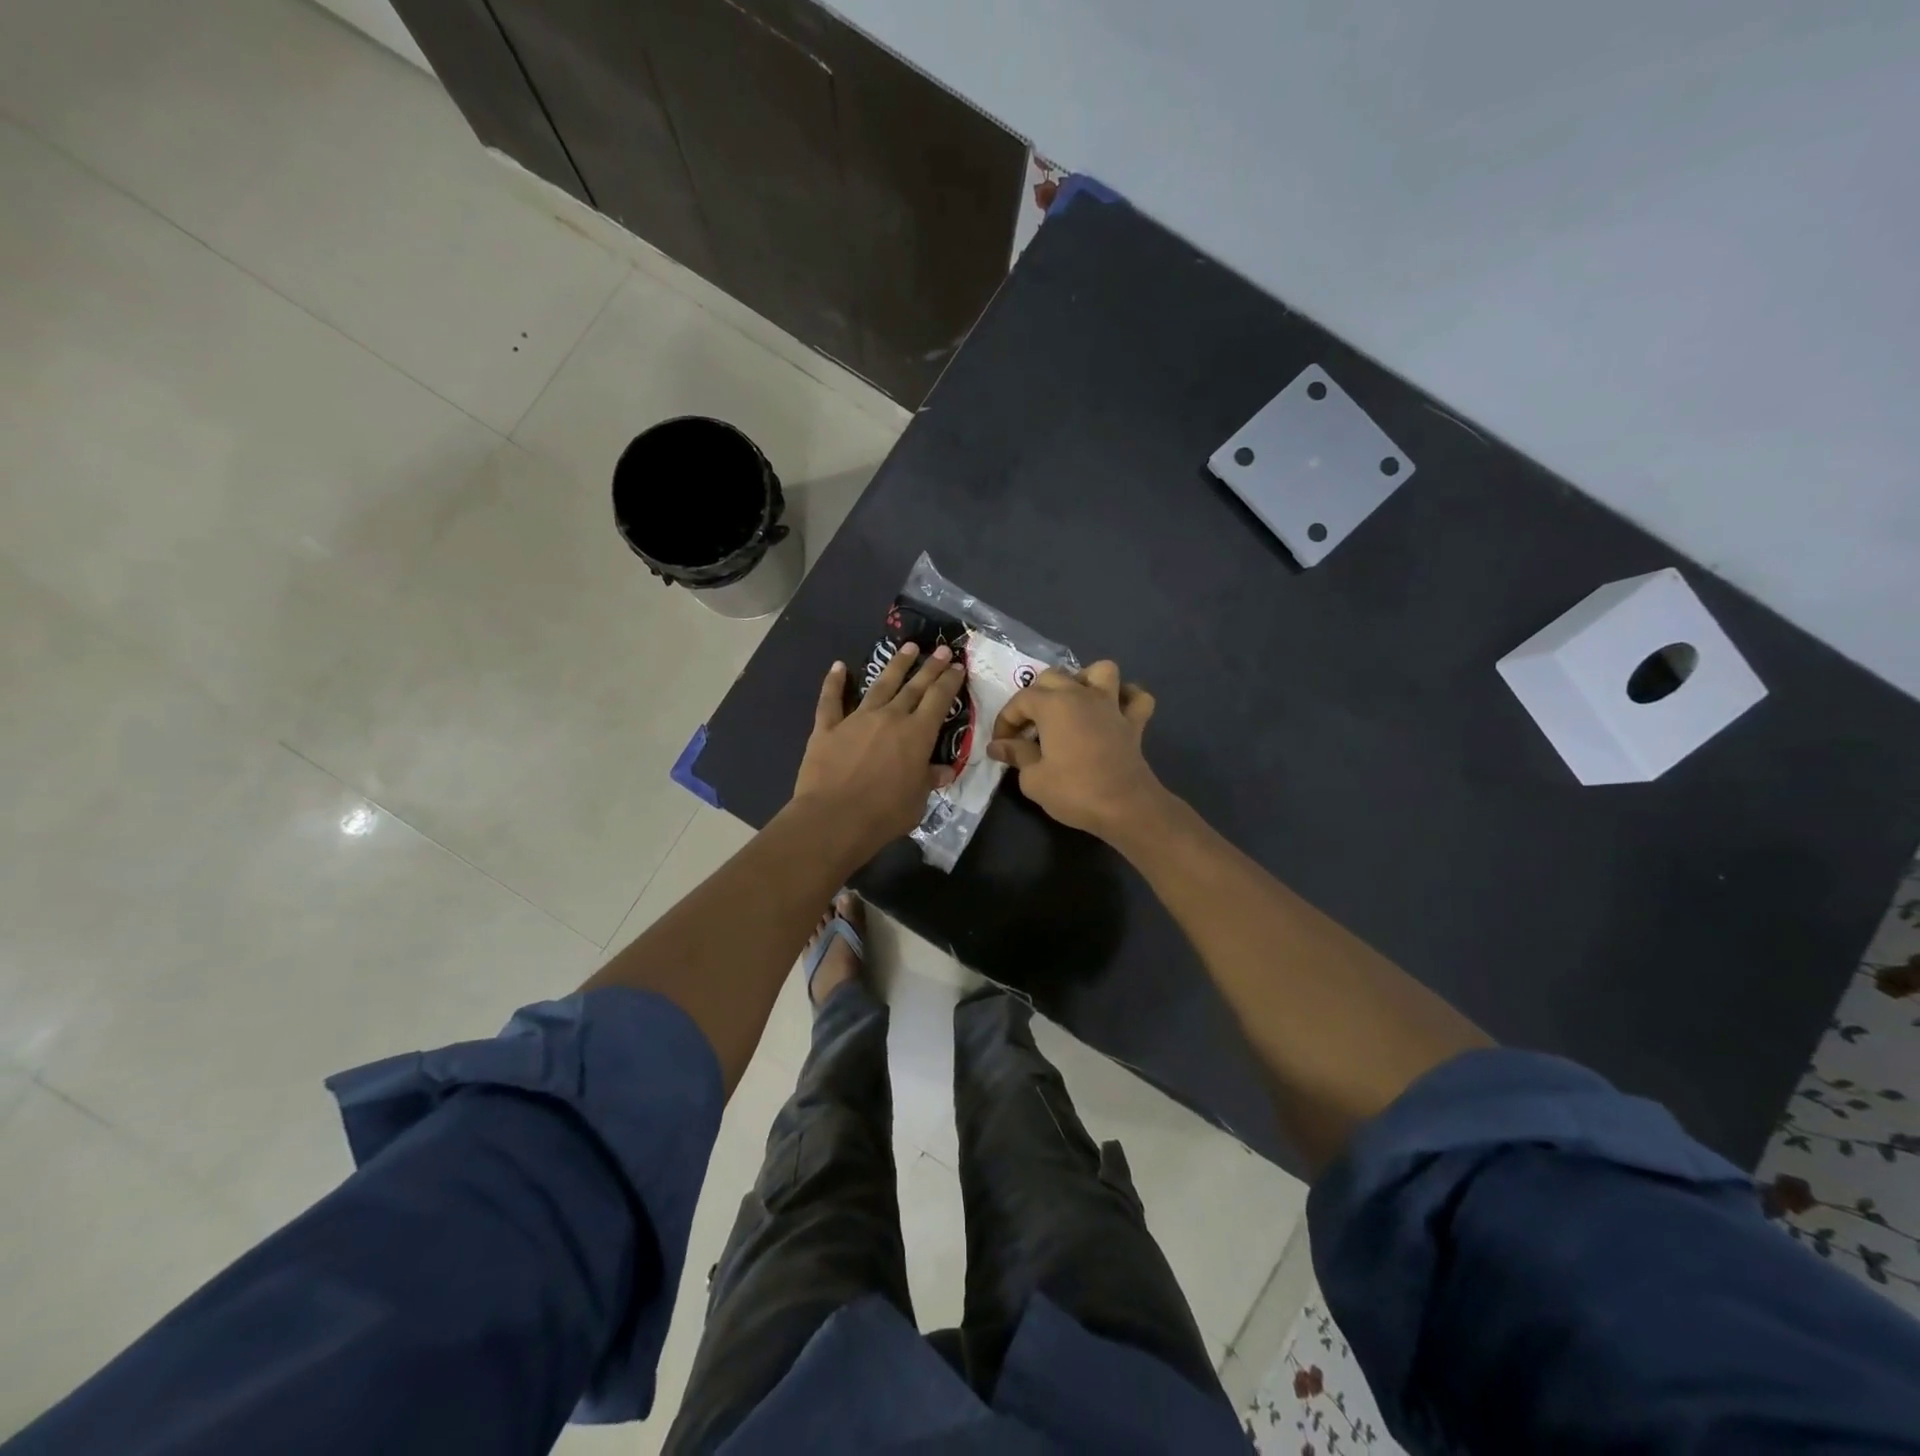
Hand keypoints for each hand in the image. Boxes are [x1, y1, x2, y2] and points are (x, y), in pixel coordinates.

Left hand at [792, 643, 965, 856]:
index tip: (958, 666)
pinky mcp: (828, 728)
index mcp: (917, 734)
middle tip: (942, 649)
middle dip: (930, 666)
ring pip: (880, 685)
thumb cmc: (884, 813)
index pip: (939, 699)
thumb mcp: (918, 801)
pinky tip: (838, 666)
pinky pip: (831, 700)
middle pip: (914, 686)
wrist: (834, 818)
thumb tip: (944, 771)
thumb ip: (929, 780)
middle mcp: (890, 718)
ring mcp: (857, 719)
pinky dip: (834, 682)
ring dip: (895, 665)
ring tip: (907, 647)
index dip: (950, 681)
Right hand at [987, 661, 1164, 838]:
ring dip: (1085, 680)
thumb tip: (998, 746)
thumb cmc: (1074, 791)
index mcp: (1053, 705)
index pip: (1020, 700)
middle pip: (1053, 677)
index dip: (1005, 721)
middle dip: (1035, 697)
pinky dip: (1126, 698)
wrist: (1125, 808)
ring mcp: (1112, 705)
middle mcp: (1082, 695)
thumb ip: (1016, 755)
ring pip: (1101, 671)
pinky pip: (1137, 698)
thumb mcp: (1033, 779)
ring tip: (1073, 703)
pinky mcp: (1134, 722)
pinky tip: (1114, 710)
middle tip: (1029, 727)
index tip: (1000, 745)